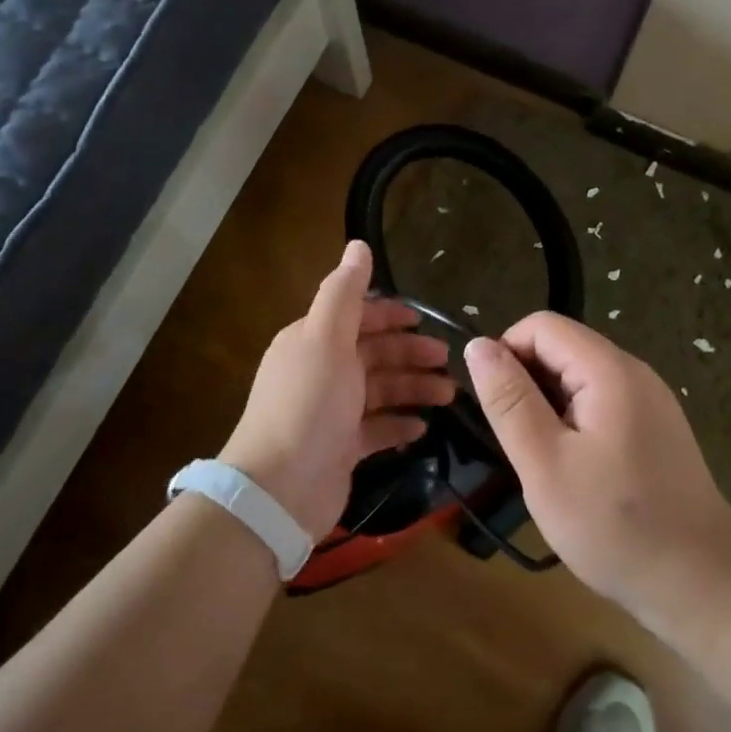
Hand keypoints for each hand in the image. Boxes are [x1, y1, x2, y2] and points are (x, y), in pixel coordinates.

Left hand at [221, 240, 454, 538]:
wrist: (281, 487)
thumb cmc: (308, 403)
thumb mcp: (326, 338)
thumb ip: (344, 292)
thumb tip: (358, 244)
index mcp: (313, 340)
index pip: (356, 317)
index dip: (390, 316)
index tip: (424, 322)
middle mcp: (321, 371)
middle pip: (373, 353)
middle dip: (410, 354)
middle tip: (449, 362)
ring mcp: (331, 412)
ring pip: (379, 390)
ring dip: (413, 388)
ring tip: (449, 396)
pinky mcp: (341, 448)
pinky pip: (376, 428)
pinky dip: (398, 424)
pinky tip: (421, 427)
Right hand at [463, 313, 730, 630]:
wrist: (702, 585)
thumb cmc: (615, 525)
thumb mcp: (544, 462)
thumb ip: (509, 400)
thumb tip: (477, 345)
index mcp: (609, 370)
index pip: (542, 326)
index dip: (507, 354)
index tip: (495, 408)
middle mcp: (634, 372)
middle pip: (563, 347)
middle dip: (527, 383)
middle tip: (519, 444)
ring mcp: (650, 401)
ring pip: (579, 378)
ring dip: (549, 406)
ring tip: (544, 461)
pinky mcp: (656, 428)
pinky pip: (601, 403)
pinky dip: (575, 423)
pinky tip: (576, 470)